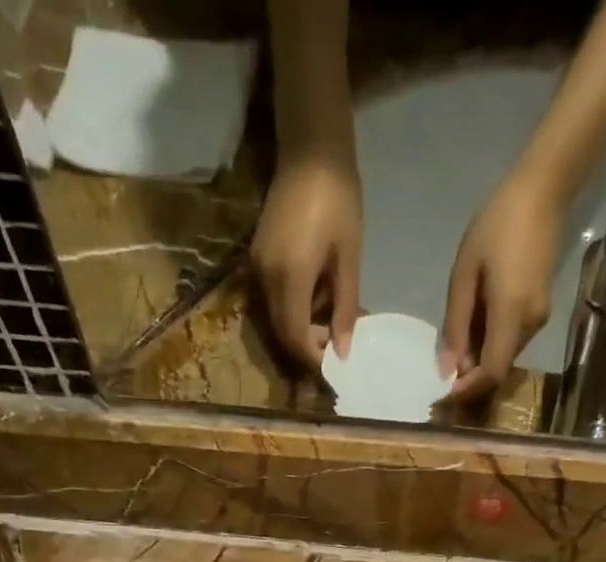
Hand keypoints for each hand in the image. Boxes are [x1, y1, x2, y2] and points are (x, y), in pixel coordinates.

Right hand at [252, 154, 362, 372]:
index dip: (312, 358)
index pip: (295, 336)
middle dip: (306, 347)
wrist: (310, 149)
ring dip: (301, 328)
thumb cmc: (339, 199)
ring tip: (329, 318)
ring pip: (276, 318)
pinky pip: (273, 299)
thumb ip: (344, 308)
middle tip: (334, 346)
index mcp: (290, 277)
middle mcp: (266, 278)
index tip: (334, 367)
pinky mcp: (257, 259)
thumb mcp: (348, 258)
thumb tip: (343, 351)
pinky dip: (294, 309)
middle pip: (282, 332)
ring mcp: (257, 268)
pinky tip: (316, 297)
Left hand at [439, 169, 564, 401]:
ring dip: (478, 358)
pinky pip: (510, 340)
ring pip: (503, 356)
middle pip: (497, 368)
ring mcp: (539, 318)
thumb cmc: (497, 225)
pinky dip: (489, 343)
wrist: (542, 191)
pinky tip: (474, 324)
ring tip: (456, 339)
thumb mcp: (464, 275)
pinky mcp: (540, 310)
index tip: (444, 393)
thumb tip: (447, 369)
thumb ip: (455, 325)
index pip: (492, 372)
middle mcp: (530, 324)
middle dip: (469, 375)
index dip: (468, 390)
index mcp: (511, 314)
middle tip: (442, 367)